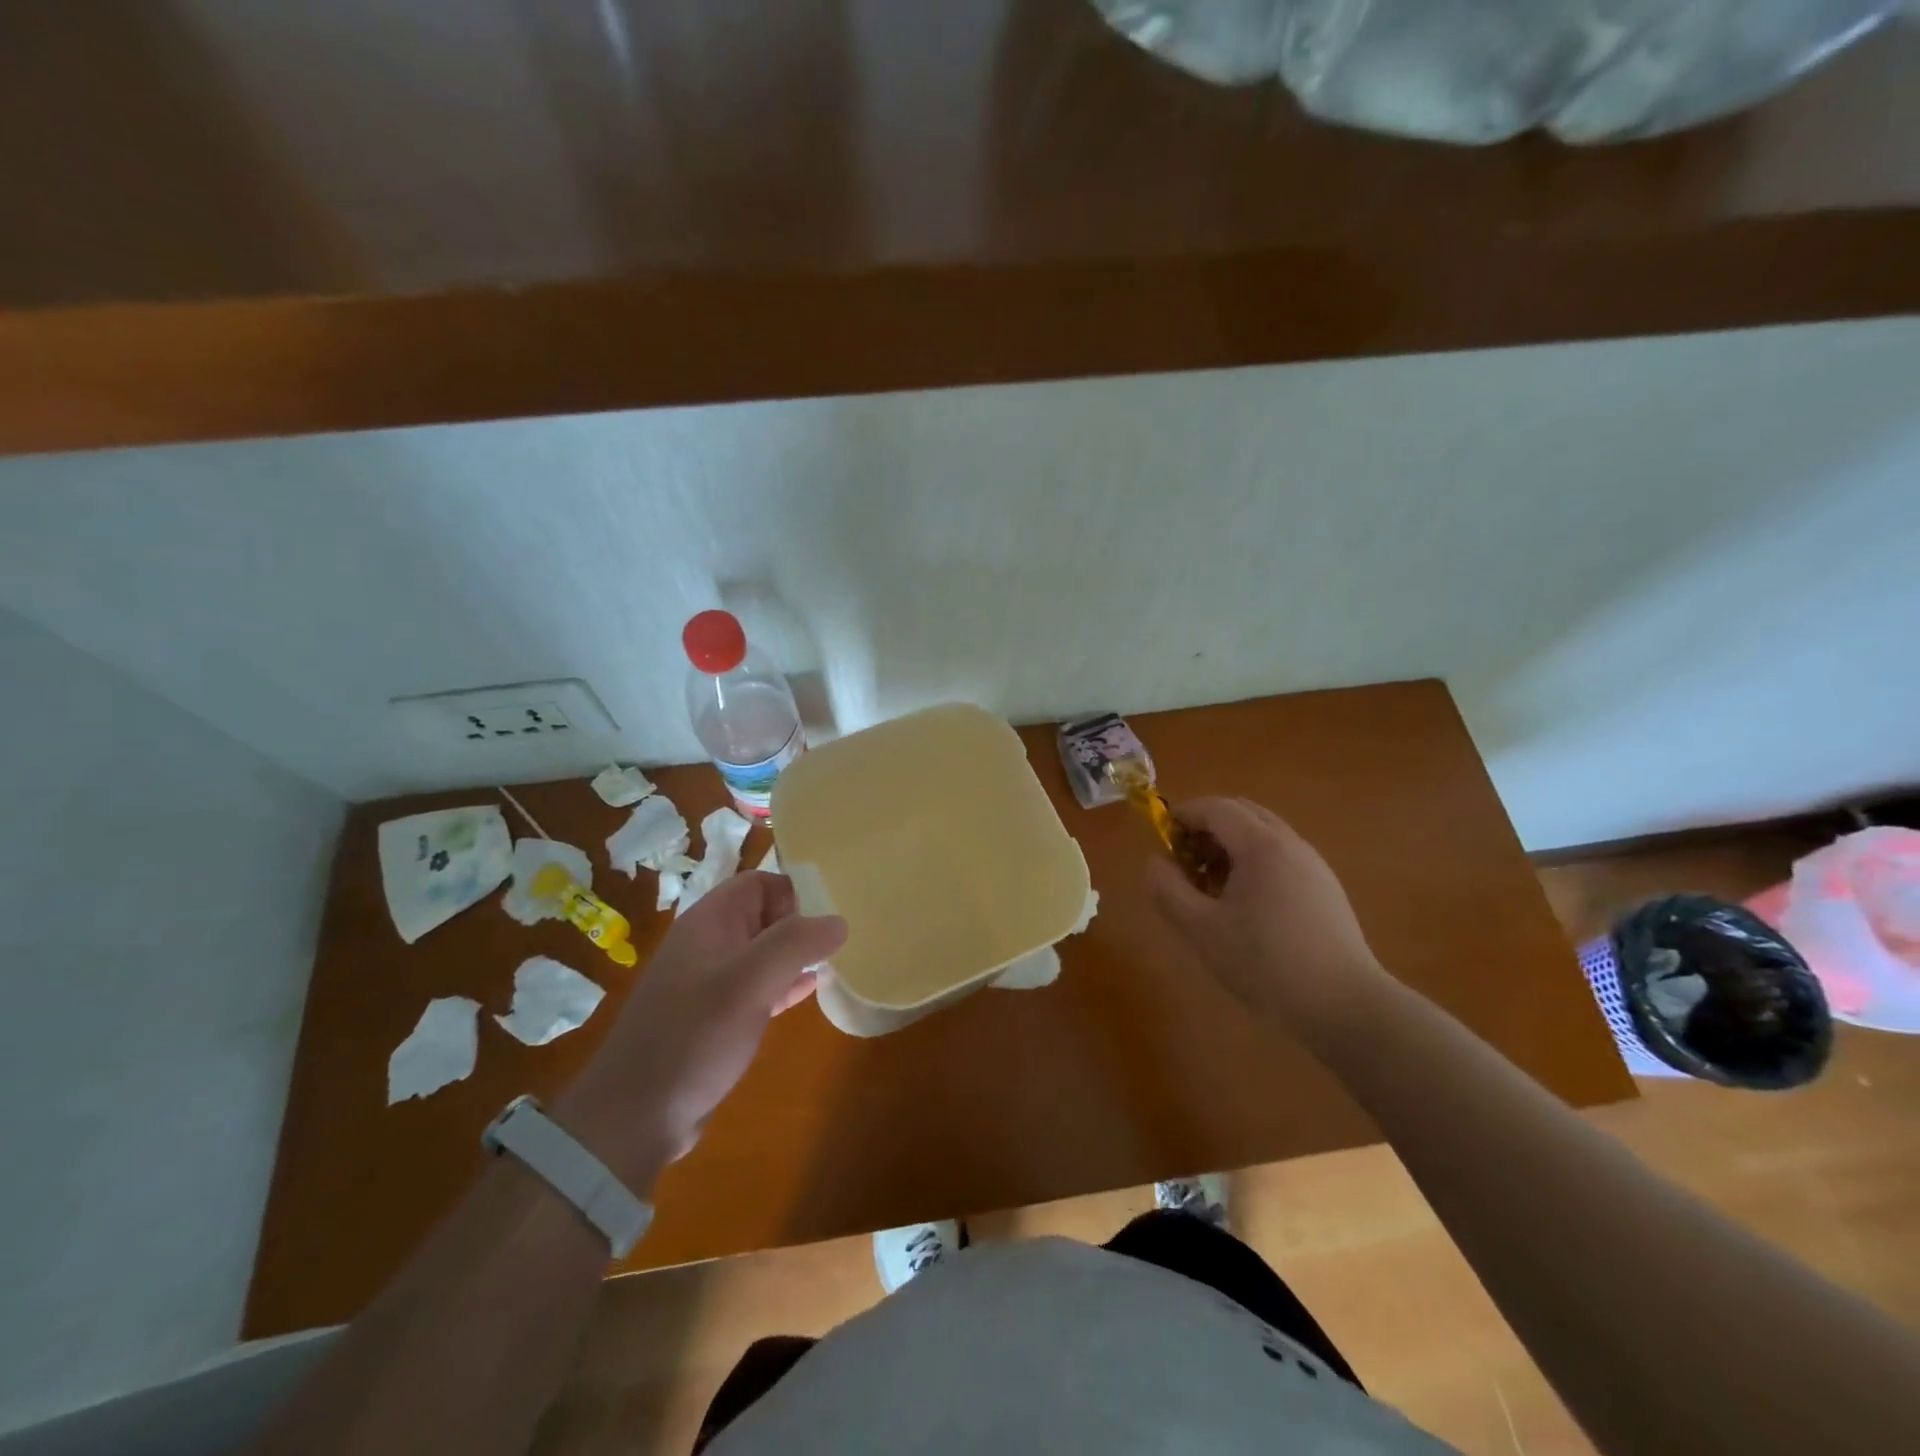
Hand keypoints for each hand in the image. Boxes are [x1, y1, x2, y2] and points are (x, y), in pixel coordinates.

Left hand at [554, 872, 845, 1187]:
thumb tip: (838, 921)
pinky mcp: (714, 1017)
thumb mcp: (750, 982)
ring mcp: (709, 982)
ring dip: (793, 956)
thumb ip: (796, 944)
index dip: (792, 895)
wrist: (635, 1116)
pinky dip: (783, 984)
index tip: (820, 926)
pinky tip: (809, 991)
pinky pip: (757, 986)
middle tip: (834, 947)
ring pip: (761, 952)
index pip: (759, 883)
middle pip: (762, 915)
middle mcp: (708, 944)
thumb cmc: (694, 1036)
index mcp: (709, 922)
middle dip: (799, 925)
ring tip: (833, 963)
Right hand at [1149, 798, 1390, 1039]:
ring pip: (1263, 835)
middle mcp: (1290, 843)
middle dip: (1207, 828)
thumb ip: (1168, 890)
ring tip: (1212, 888)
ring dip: (1230, 846)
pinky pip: (1281, 856)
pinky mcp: (1326, 888)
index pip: (1215, 808)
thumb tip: (1156, 862)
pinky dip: (1254, 862)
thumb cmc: (1265, 963)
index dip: (1182, 816)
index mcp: (1260, 845)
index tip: (1161, 840)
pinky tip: (1247, 907)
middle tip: (1185, 862)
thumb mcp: (1201, 929)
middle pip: (1241, 813)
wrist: (1345, 1005)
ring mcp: (1313, 864)